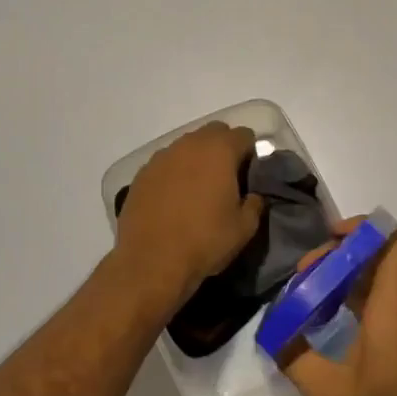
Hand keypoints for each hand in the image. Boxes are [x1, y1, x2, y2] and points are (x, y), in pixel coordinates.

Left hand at [114, 122, 264, 303]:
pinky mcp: (141, 175)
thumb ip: (256, 203)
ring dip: (197, 159)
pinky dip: (175, 173)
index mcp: (220, 151)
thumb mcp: (245, 228)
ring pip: (187, 146)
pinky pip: (166, 164)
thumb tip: (253, 194)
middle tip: (227, 178)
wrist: (151, 263)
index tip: (249, 176)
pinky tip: (174, 199)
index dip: (251, 153)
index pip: (244, 135)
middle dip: (224, 148)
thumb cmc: (205, 241)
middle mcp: (189, 145)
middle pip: (214, 132)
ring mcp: (161, 158)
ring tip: (198, 189)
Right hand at [281, 221, 396, 395]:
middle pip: (381, 260)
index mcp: (394, 312)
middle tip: (303, 280)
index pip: (396, 243)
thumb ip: (295, 357)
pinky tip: (327, 330)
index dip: (365, 229)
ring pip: (381, 285)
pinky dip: (356, 304)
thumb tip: (273, 330)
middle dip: (340, 258)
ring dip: (346, 282)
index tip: (328, 241)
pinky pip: (385, 308)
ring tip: (308, 303)